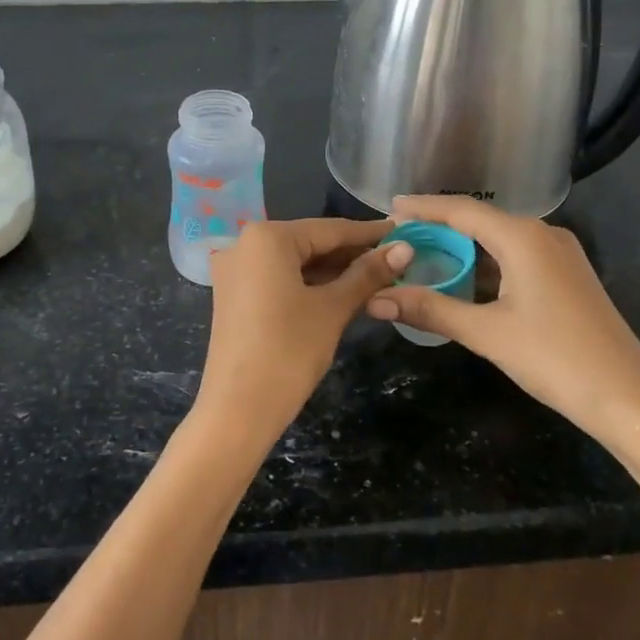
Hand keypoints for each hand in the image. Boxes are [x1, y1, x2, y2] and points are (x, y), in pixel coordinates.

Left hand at [193, 218, 411, 454]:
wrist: (237, 411)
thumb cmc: (288, 351)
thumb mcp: (332, 309)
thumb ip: (367, 274)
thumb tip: (405, 248)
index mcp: (267, 237)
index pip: (330, 229)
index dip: (369, 234)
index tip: (403, 232)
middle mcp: (244, 243)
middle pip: (310, 242)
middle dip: (352, 253)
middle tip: (396, 260)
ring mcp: (235, 270)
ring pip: (295, 261)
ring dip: (332, 270)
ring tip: (377, 277)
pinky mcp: (234, 295)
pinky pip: (279, 278)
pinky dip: (309, 283)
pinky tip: (341, 292)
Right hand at [365, 195, 639, 444]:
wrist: (630, 400)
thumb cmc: (556, 359)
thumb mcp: (487, 333)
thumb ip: (431, 309)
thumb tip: (376, 299)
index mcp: (523, 237)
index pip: (462, 210)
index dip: (424, 207)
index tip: (390, 206)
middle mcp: (543, 235)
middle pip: (480, 220)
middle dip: (440, 227)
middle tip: (400, 236)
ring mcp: (560, 255)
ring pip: (500, 240)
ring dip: (463, 247)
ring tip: (424, 256)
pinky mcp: (568, 277)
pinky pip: (517, 257)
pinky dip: (486, 264)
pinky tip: (465, 280)